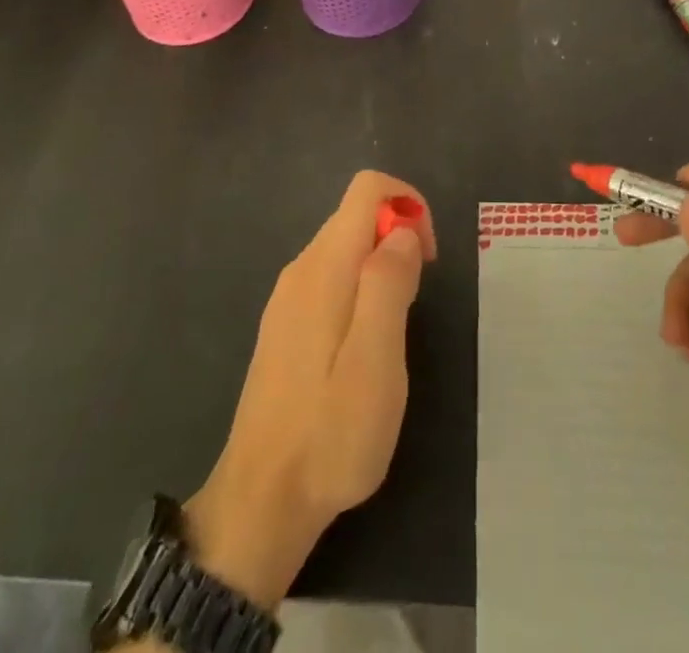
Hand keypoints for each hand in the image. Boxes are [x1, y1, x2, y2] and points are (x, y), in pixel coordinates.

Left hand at [185, 171, 435, 609]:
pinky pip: (331, 277)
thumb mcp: (376, 360)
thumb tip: (403, 230)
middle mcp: (301, 268)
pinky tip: (364, 347)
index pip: (366, 187)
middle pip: (356, 215)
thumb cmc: (330, 433)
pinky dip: (360, 288)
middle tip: (416, 301)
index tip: (427, 257)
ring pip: (345, 247)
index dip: (407, 203)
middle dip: (398, 237)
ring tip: (394, 331)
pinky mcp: (285, 324)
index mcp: (325, 266)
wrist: (261, 501)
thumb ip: (389, 283)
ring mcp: (288, 296)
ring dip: (382, 266)